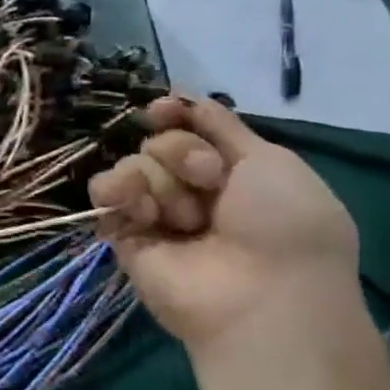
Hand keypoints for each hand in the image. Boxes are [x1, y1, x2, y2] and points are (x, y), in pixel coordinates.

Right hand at [88, 96, 360, 352]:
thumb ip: (221, 125)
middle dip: (183, 154)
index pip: (186, 125)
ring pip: (133, 164)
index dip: (174, 113)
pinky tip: (143, 210)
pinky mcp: (124, 235)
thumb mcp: (269, 160)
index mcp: (230, 171)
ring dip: (161, 181)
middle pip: (160, 142)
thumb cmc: (284, 224)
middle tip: (210, 183)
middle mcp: (190, 190)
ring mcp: (155, 213)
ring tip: (185, 217)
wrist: (261, 296)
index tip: (164, 109)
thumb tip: (180, 93)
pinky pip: (105, 193)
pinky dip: (118, 191)